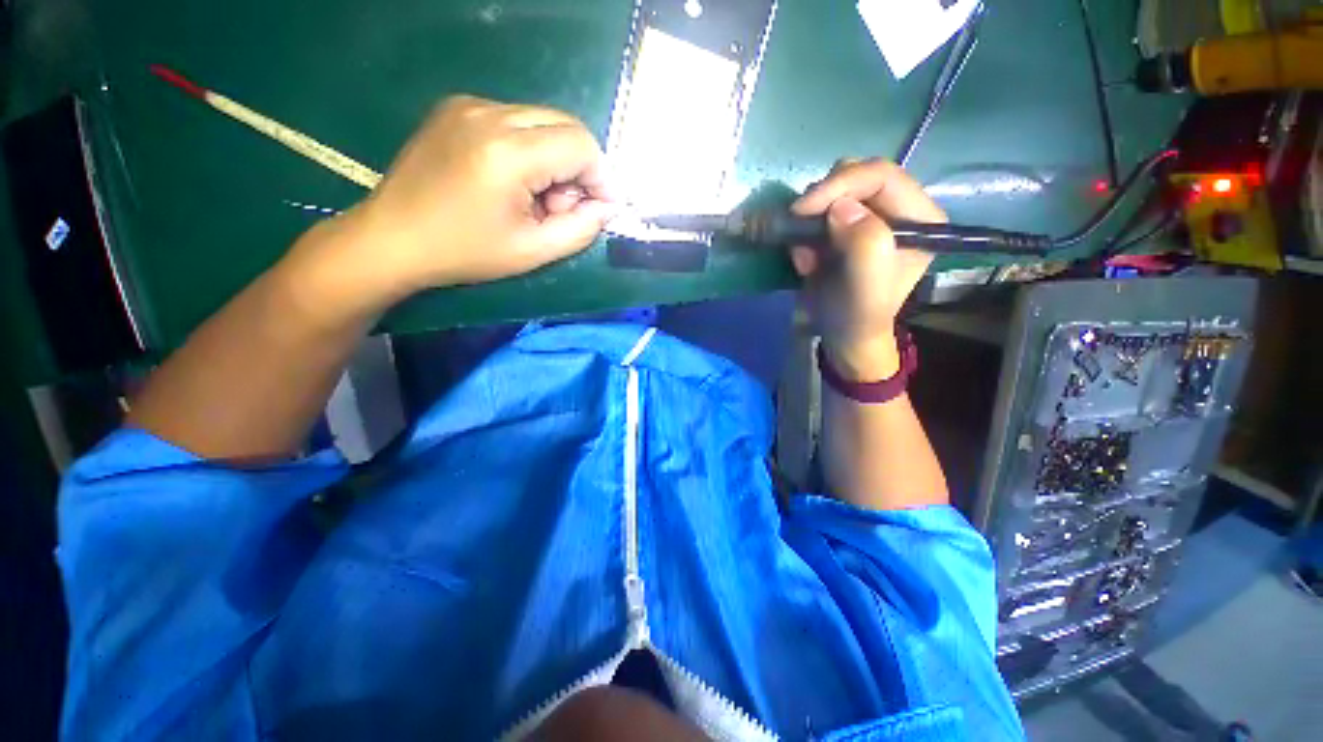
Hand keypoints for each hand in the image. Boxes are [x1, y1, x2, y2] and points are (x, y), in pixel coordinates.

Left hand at [295, 96, 614, 309]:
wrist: (392, 238)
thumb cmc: (465, 253)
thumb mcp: (533, 252)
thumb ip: (581, 229)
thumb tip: (607, 207)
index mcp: (507, 152)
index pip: (581, 145)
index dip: (601, 177)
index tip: (601, 208)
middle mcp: (488, 113)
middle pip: (565, 125)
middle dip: (580, 167)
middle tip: (566, 206)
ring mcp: (469, 105)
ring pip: (542, 121)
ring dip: (556, 159)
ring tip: (537, 198)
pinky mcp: (457, 108)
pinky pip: (516, 121)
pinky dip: (531, 150)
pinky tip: (514, 181)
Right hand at [790, 159, 945, 381]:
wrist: (842, 336)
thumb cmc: (857, 316)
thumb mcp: (866, 288)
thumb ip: (865, 244)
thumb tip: (840, 207)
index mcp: (920, 218)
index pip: (881, 175)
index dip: (839, 185)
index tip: (802, 210)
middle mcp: (899, 210)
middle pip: (856, 176)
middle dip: (822, 204)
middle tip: (803, 236)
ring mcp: (870, 217)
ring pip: (833, 192)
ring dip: (811, 222)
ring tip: (807, 258)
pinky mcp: (846, 228)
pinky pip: (819, 213)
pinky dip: (805, 233)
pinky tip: (807, 261)